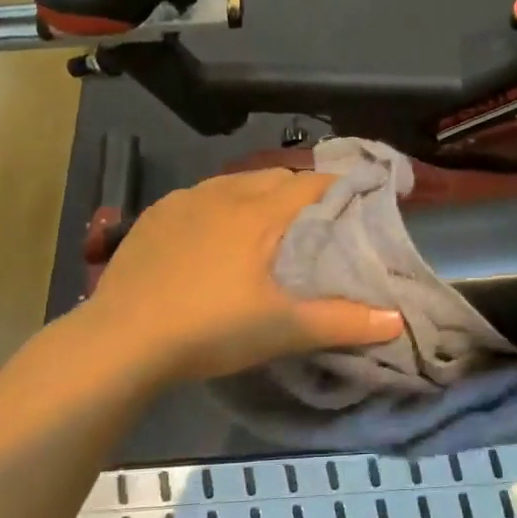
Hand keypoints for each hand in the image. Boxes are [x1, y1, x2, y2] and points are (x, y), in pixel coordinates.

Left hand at [67, 169, 403, 385]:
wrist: (120, 340)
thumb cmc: (210, 328)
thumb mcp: (282, 329)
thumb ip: (342, 322)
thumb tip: (396, 321)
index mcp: (258, 212)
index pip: (311, 183)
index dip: (340, 187)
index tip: (360, 201)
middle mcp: (222, 194)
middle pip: (274, 176)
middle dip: (300, 191)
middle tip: (316, 222)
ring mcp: (182, 202)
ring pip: (233, 183)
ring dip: (257, 195)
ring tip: (267, 227)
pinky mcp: (153, 217)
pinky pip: (198, 198)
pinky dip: (218, 207)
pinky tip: (213, 237)